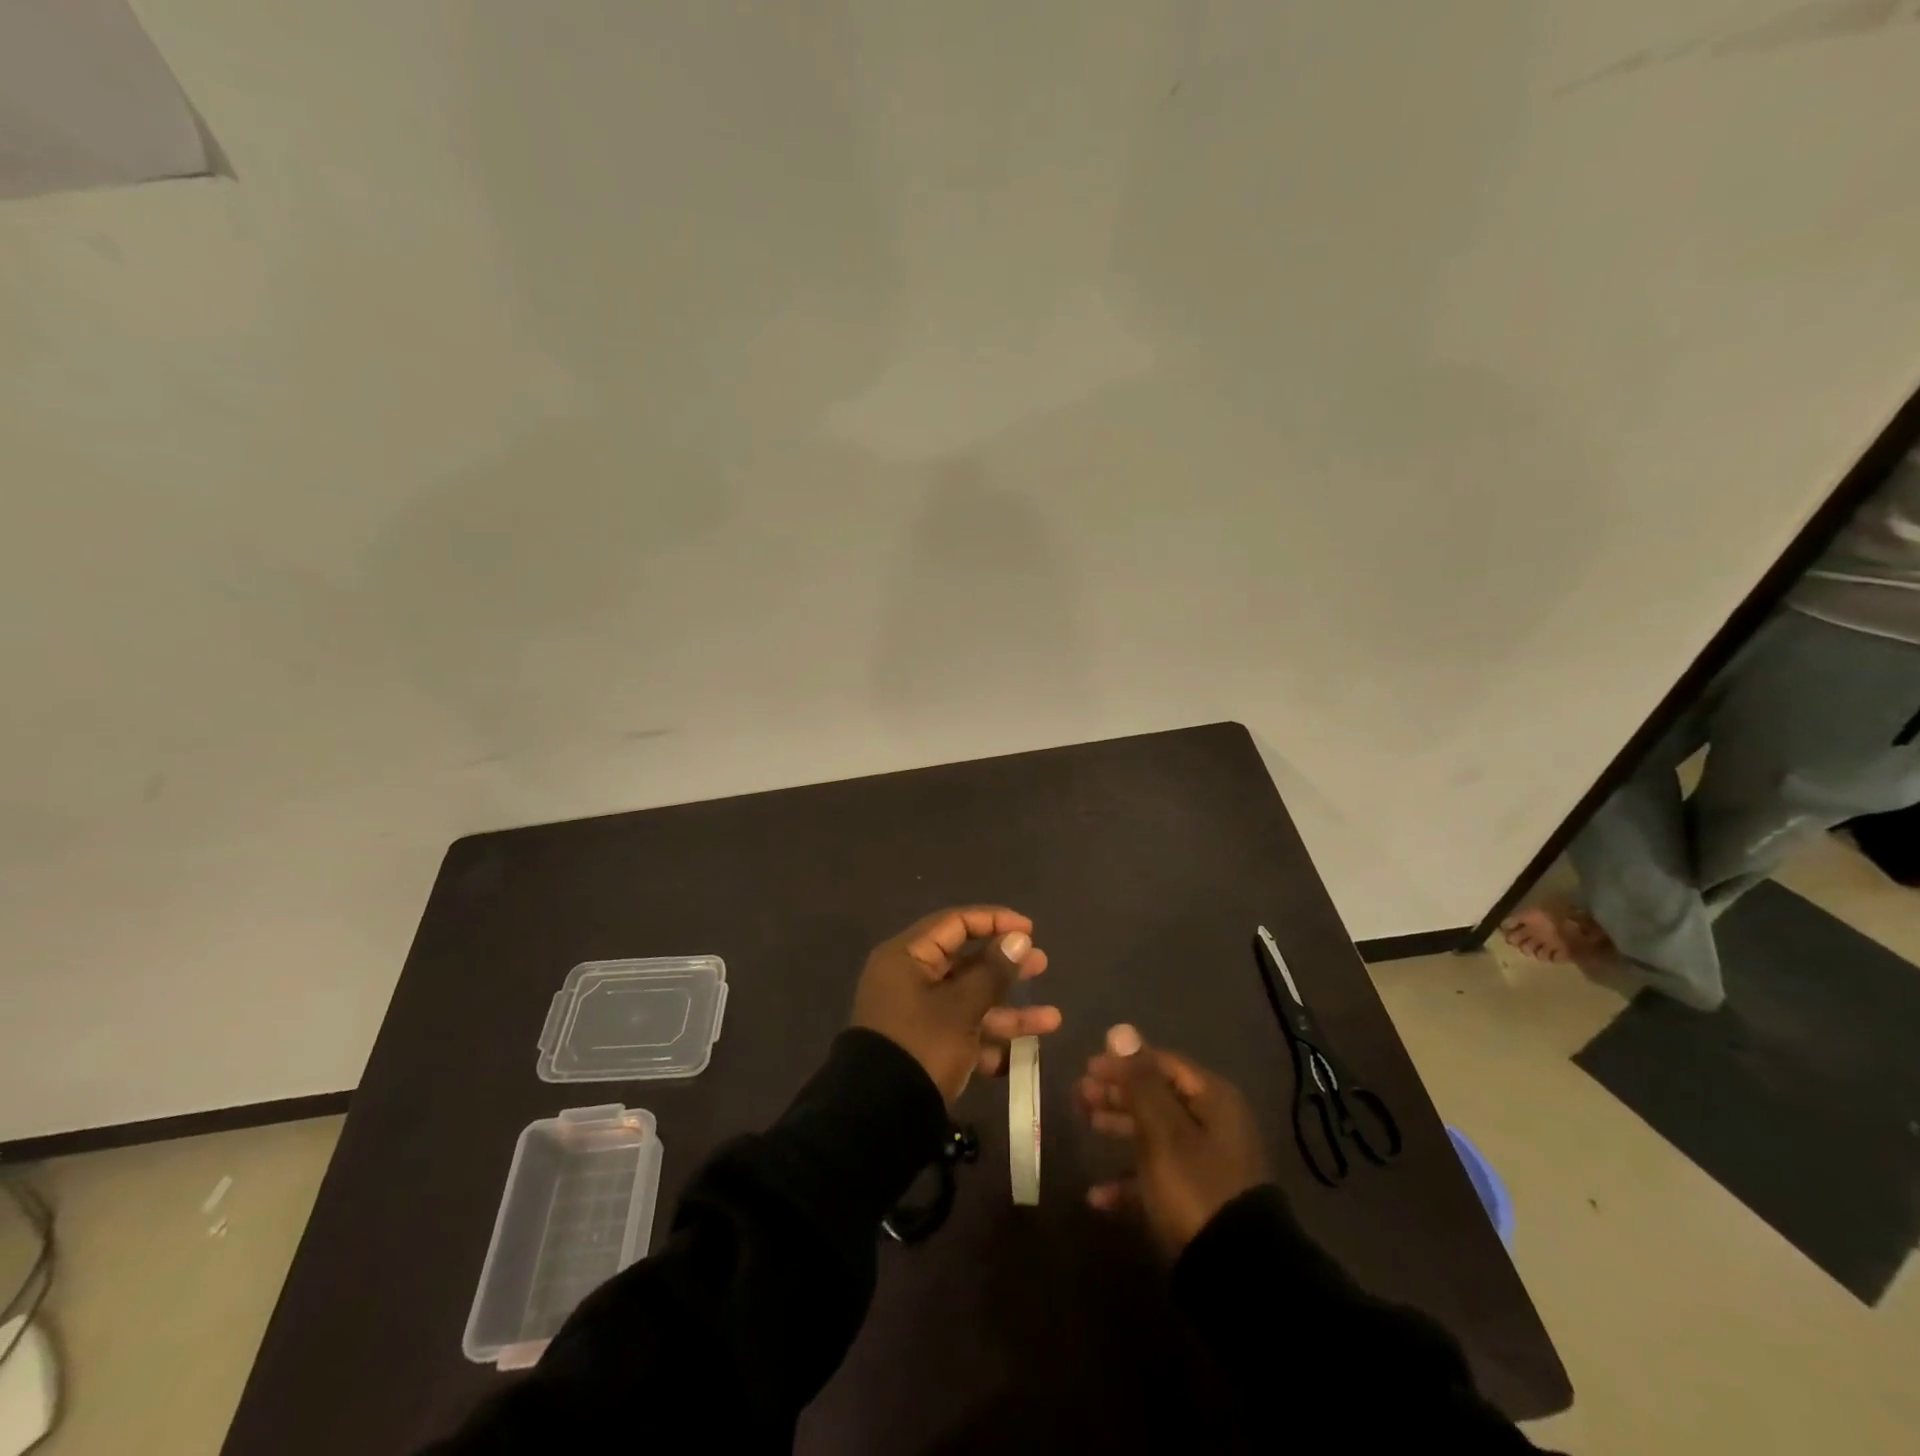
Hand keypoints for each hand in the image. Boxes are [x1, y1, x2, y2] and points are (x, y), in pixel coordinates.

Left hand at [851, 906, 1059, 1102]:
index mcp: (908, 957)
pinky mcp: (927, 1049)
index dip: (994, 921)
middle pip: (966, 962)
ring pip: (970, 1002)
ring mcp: (919, 1017)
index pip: (955, 923)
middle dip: (1006, 967)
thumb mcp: (961, 1007)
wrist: (879, 1120)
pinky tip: (1026, 1053)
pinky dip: (991, 1042)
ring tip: (1052, 1019)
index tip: (1030, 930)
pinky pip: (964, 1034)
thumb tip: (1018, 938)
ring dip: (1010, 1011)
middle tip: (1041, 964)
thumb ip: (993, 972)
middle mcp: (911, 980)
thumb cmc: (921, 1046)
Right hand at [1077, 1024, 1267, 1256]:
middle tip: (1079, 1095)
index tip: (1087, 1067)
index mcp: (1212, 1100)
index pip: (1163, 1064)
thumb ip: (1139, 1079)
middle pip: (1157, 1096)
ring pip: (1155, 1133)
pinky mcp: (1196, 1202)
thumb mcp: (1162, 1130)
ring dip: (1119, 1127)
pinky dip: (1128, 1182)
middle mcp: (1212, 1125)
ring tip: (1085, 1123)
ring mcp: (1206, 1164)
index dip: (1124, 1062)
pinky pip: (1156, 1178)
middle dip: (1117, 1093)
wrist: (1237, 1275)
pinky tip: (1097, 1196)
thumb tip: (1120, 1029)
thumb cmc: (1195, 1187)